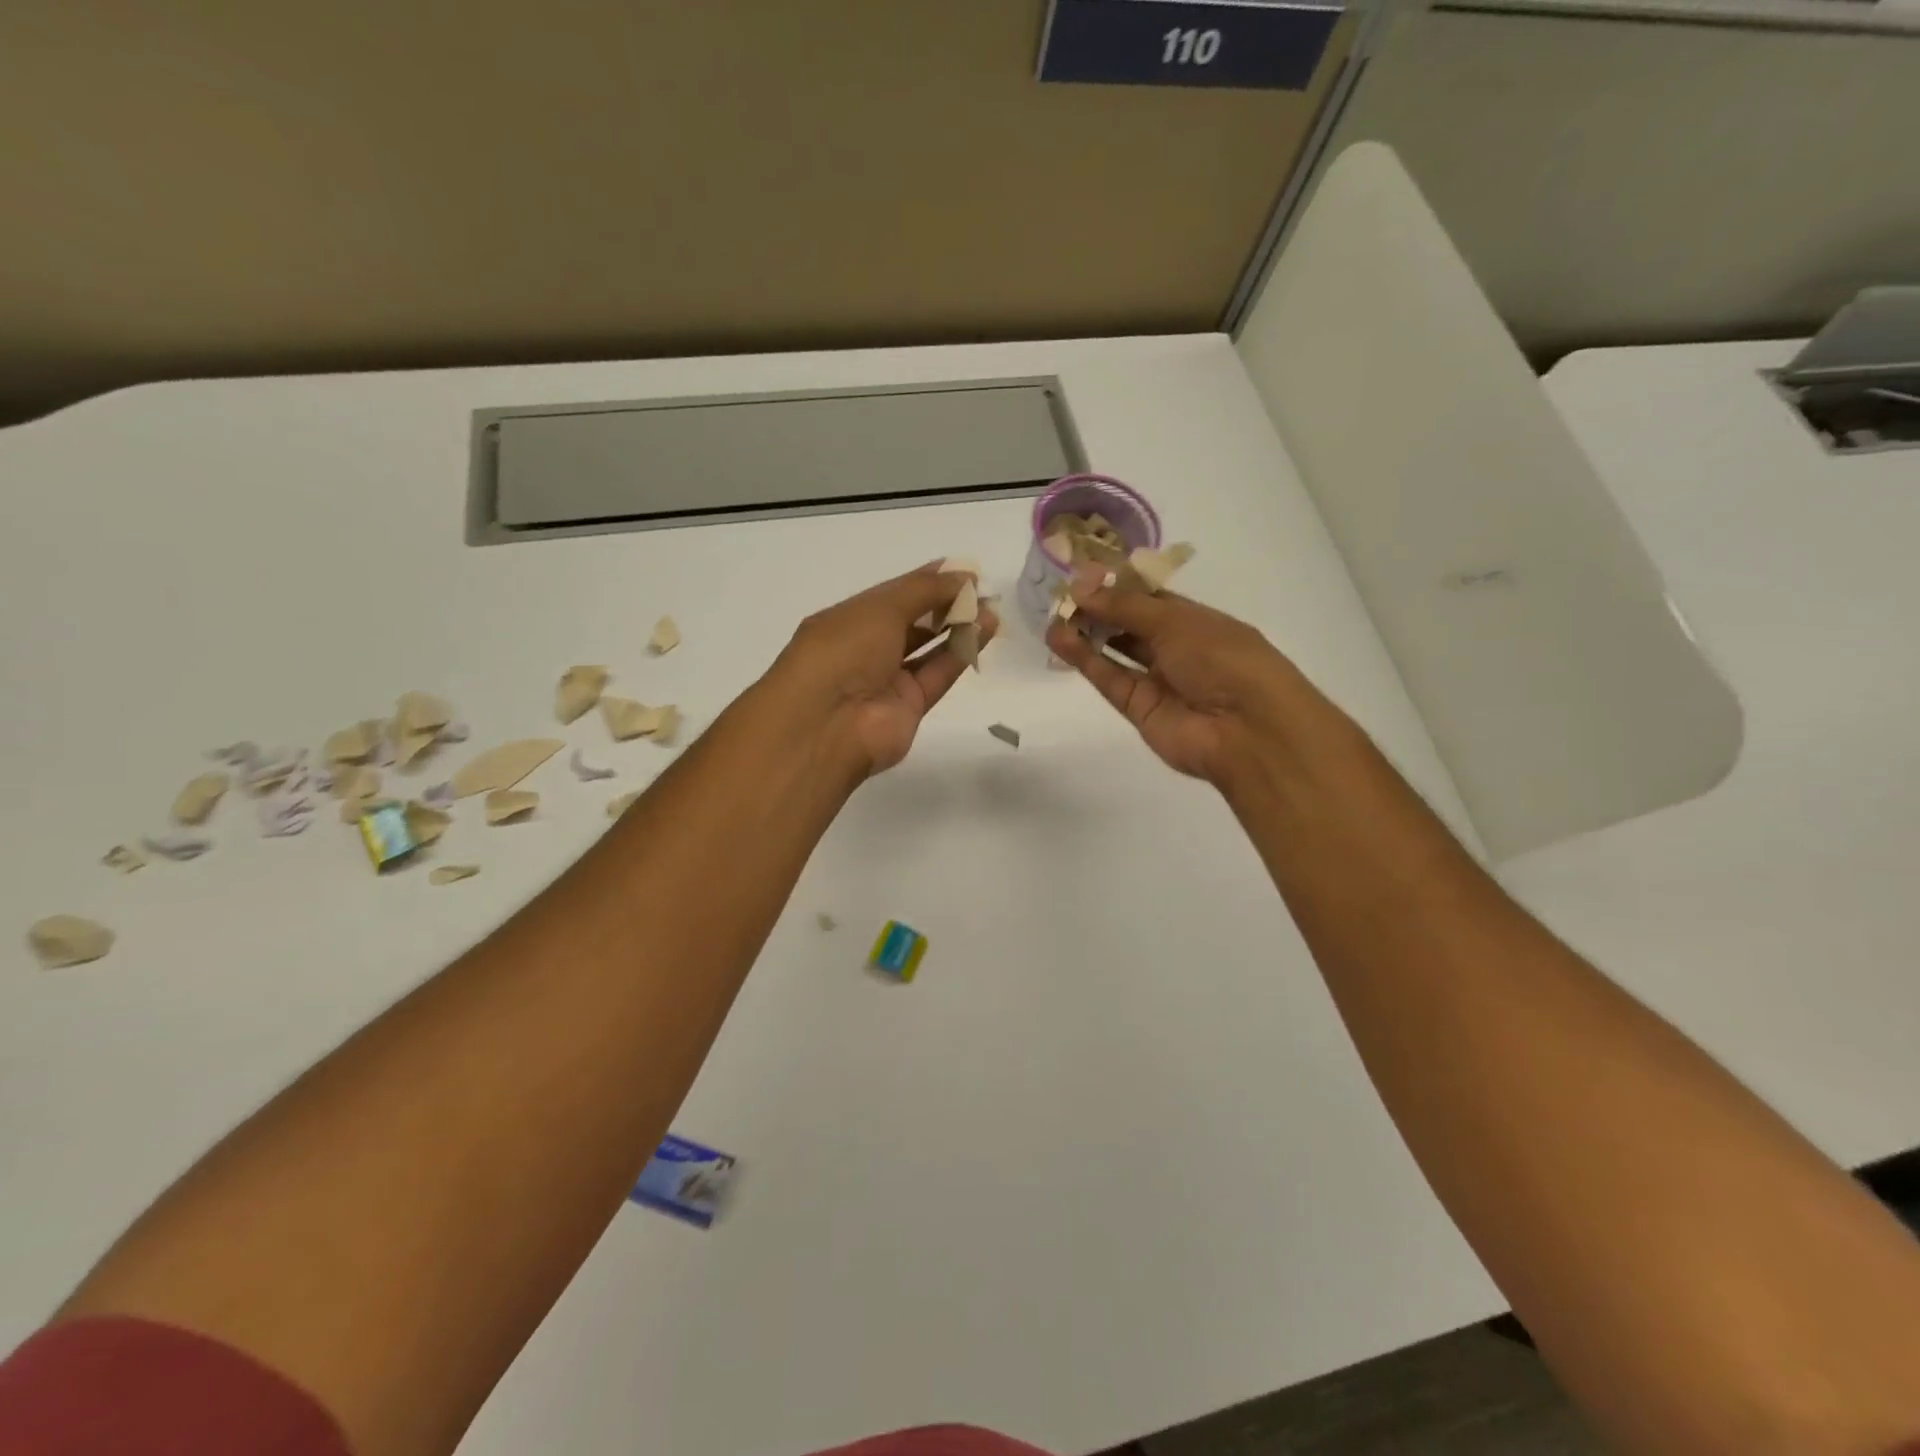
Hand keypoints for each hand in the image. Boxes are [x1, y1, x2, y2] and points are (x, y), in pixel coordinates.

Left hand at [770, 562, 998, 777]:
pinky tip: (985, 630)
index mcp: (847, 620)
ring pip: (928, 648)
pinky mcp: (909, 706)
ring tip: (991, 609)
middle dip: (945, 604)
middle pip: (912, 621)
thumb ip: (925, 590)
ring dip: (958, 627)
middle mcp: (865, 648)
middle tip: (982, 590)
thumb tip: (963, 576)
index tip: (962, 571)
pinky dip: (960, 652)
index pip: (892, 595)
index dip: (926, 581)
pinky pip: (938, 673)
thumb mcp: (881, 608)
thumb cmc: (843, 652)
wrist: (827, 725)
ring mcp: (887, 680)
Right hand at [1044, 568, 1329, 787]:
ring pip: (1115, 651)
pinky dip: (1085, 659)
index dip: (1117, 586)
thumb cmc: (1223, 659)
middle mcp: (1176, 647)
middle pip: (1129, 624)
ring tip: (1053, 615)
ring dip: (1086, 633)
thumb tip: (1080, 587)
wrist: (1246, 730)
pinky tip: (1060, 639)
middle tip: (1061, 593)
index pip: (1150, 597)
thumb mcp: (1176, 621)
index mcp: (1196, 620)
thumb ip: (1125, 606)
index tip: (1082, 574)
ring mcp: (1156, 679)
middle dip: (1098, 608)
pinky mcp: (1138, 708)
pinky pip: (1109, 678)